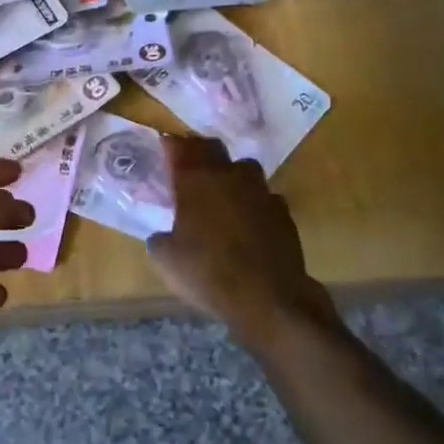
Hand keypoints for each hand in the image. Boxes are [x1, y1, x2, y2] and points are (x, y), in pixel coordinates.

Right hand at [147, 136, 337, 350]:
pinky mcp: (283, 212)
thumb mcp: (167, 260)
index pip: (181, 148)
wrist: (269, 298)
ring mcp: (261, 192)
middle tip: (191, 167)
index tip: (166, 146)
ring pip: (244, 169)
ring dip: (232, 176)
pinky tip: (249, 223)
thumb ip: (161, 239)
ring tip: (223, 194)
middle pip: (213, 148)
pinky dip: (254, 204)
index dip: (172, 145)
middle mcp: (229, 176)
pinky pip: (264, 198)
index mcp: (197, 181)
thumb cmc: (208, 273)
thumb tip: (163, 236)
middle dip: (200, 153)